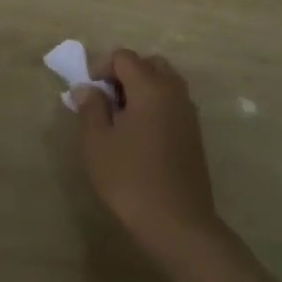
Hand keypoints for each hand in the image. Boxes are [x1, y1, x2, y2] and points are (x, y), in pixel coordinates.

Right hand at [75, 49, 221, 266]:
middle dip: (125, 74)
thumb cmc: (131, 179)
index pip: (124, 57)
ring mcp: (188, 112)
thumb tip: (87, 88)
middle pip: (149, 64)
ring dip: (142, 88)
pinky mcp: (194, 133)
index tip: (88, 92)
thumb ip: (91, 108)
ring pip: (164, 82)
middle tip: (106, 100)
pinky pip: (173, 102)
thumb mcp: (98, 143)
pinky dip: (155, 104)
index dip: (101, 67)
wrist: (178, 223)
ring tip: (121, 118)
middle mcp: (173, 91)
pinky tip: (141, 135)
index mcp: (150, 87)